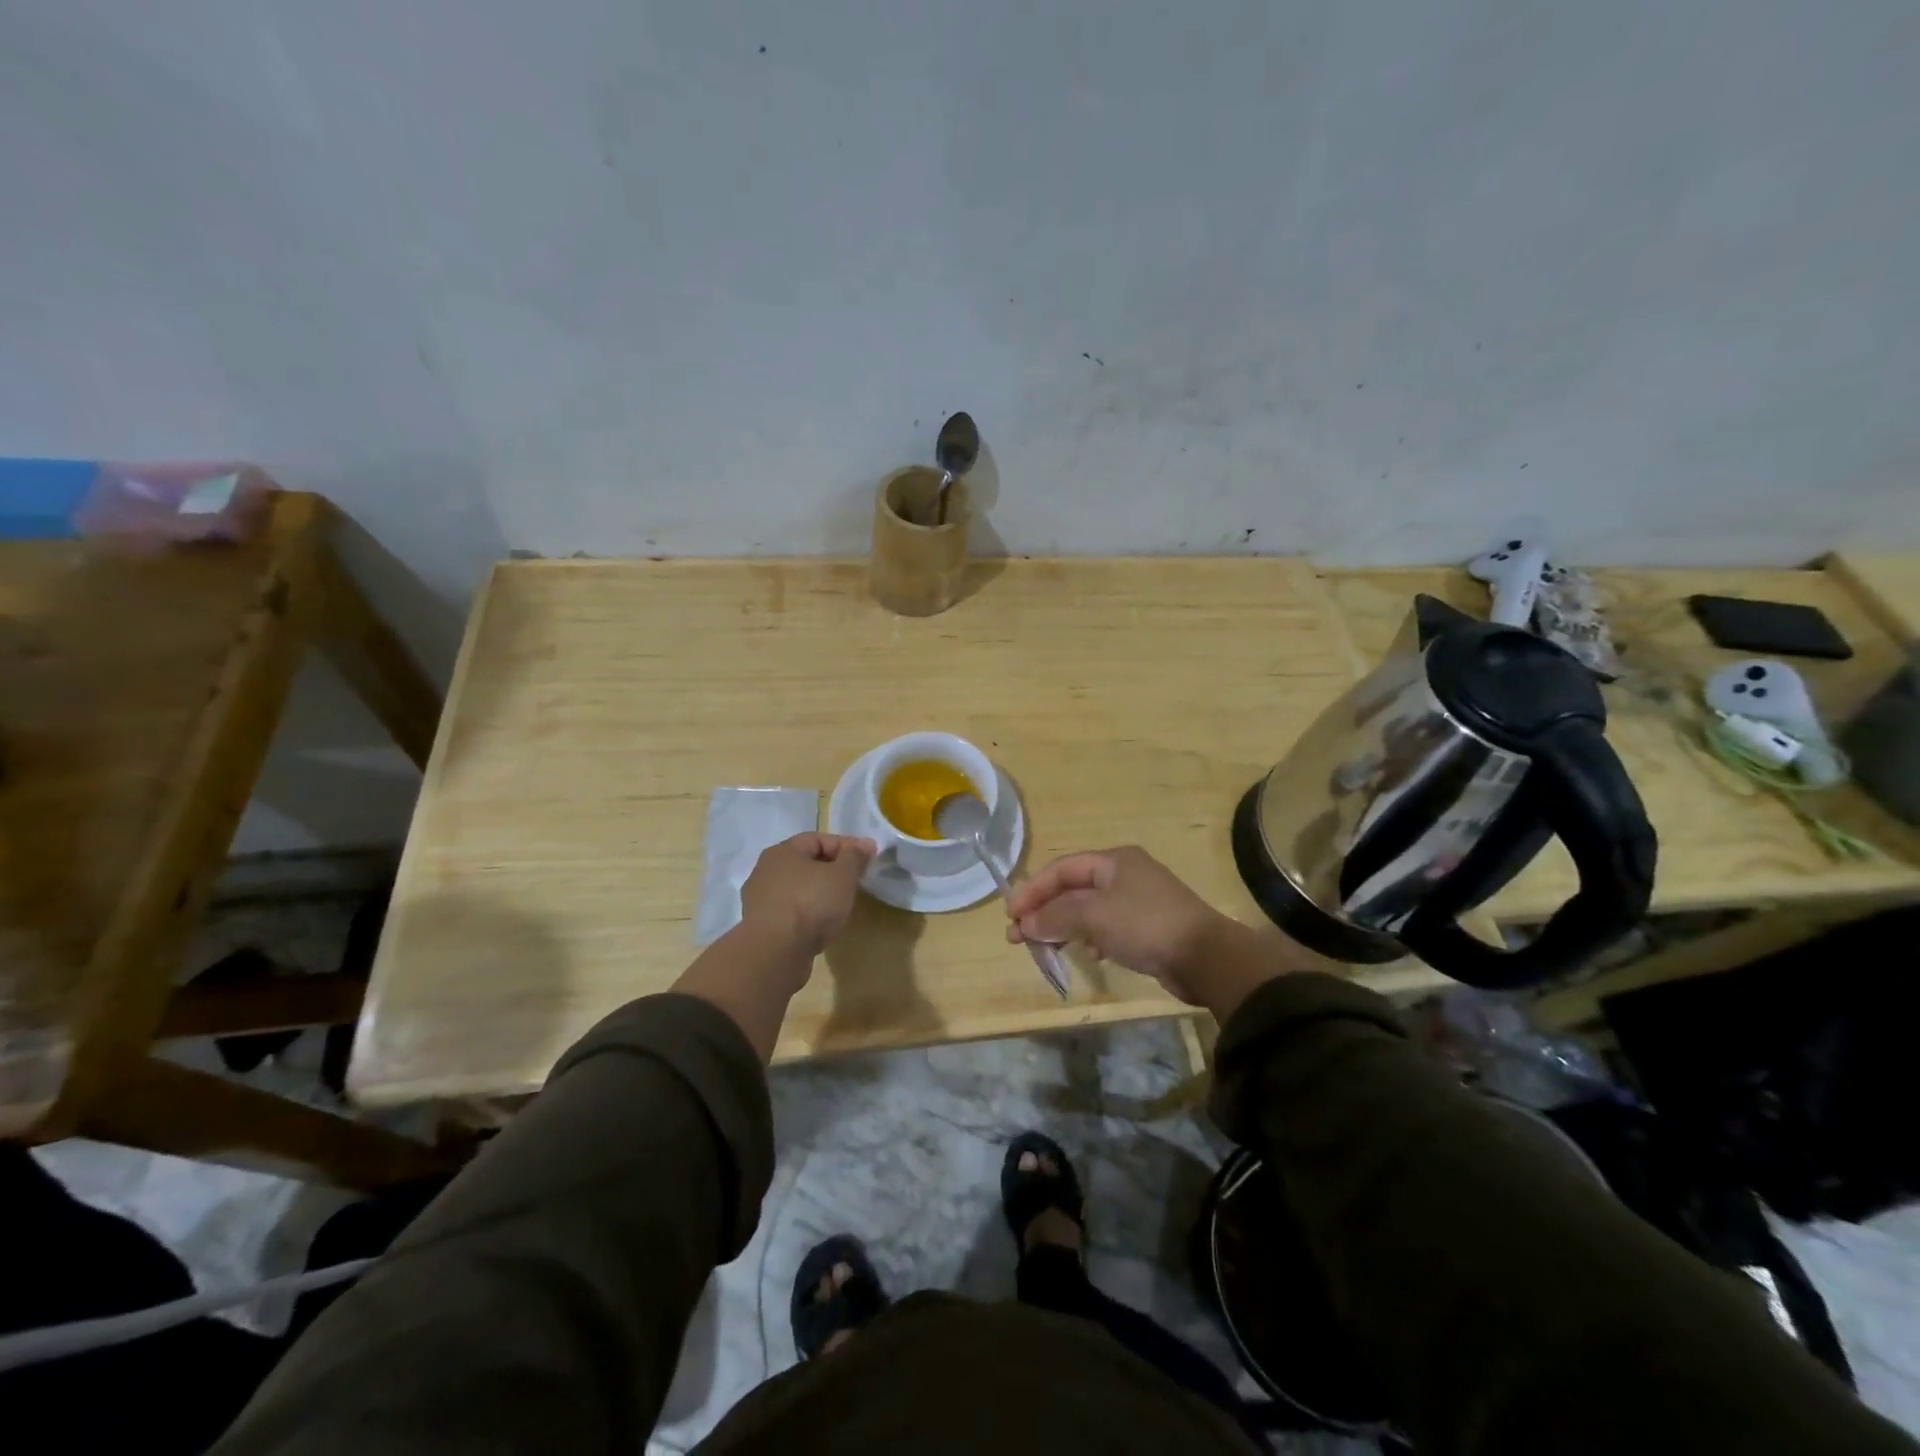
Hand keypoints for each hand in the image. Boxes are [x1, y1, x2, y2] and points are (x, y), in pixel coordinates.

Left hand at [739, 832, 875, 957]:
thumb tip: (865, 844)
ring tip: (839, 906)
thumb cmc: (810, 904)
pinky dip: (807, 914)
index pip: (818, 839)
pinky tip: (821, 926)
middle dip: (832, 870)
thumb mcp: (842, 876)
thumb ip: (855, 857)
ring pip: (796, 889)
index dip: (845, 846)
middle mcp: (765, 871)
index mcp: (782, 851)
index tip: (867, 859)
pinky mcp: (760, 927)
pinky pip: (789, 912)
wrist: (775, 953)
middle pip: (805, 863)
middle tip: (854, 882)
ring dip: (818, 894)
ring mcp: (759, 900)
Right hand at [1006, 846, 1294, 1013]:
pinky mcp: (1147, 927)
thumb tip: (1025, 924)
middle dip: (1044, 911)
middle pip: (1073, 888)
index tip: (1011, 916)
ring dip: (1063, 926)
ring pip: (1088, 909)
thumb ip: (1055, 916)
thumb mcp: (1093, 916)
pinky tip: (1086, 953)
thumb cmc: (1145, 925)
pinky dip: (1088, 937)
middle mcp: (1124, 874)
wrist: (1206, 957)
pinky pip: (1106, 927)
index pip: (1061, 869)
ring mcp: (1138, 900)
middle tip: (1019, 937)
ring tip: (1044, 948)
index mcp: (1113, 860)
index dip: (1032, 890)